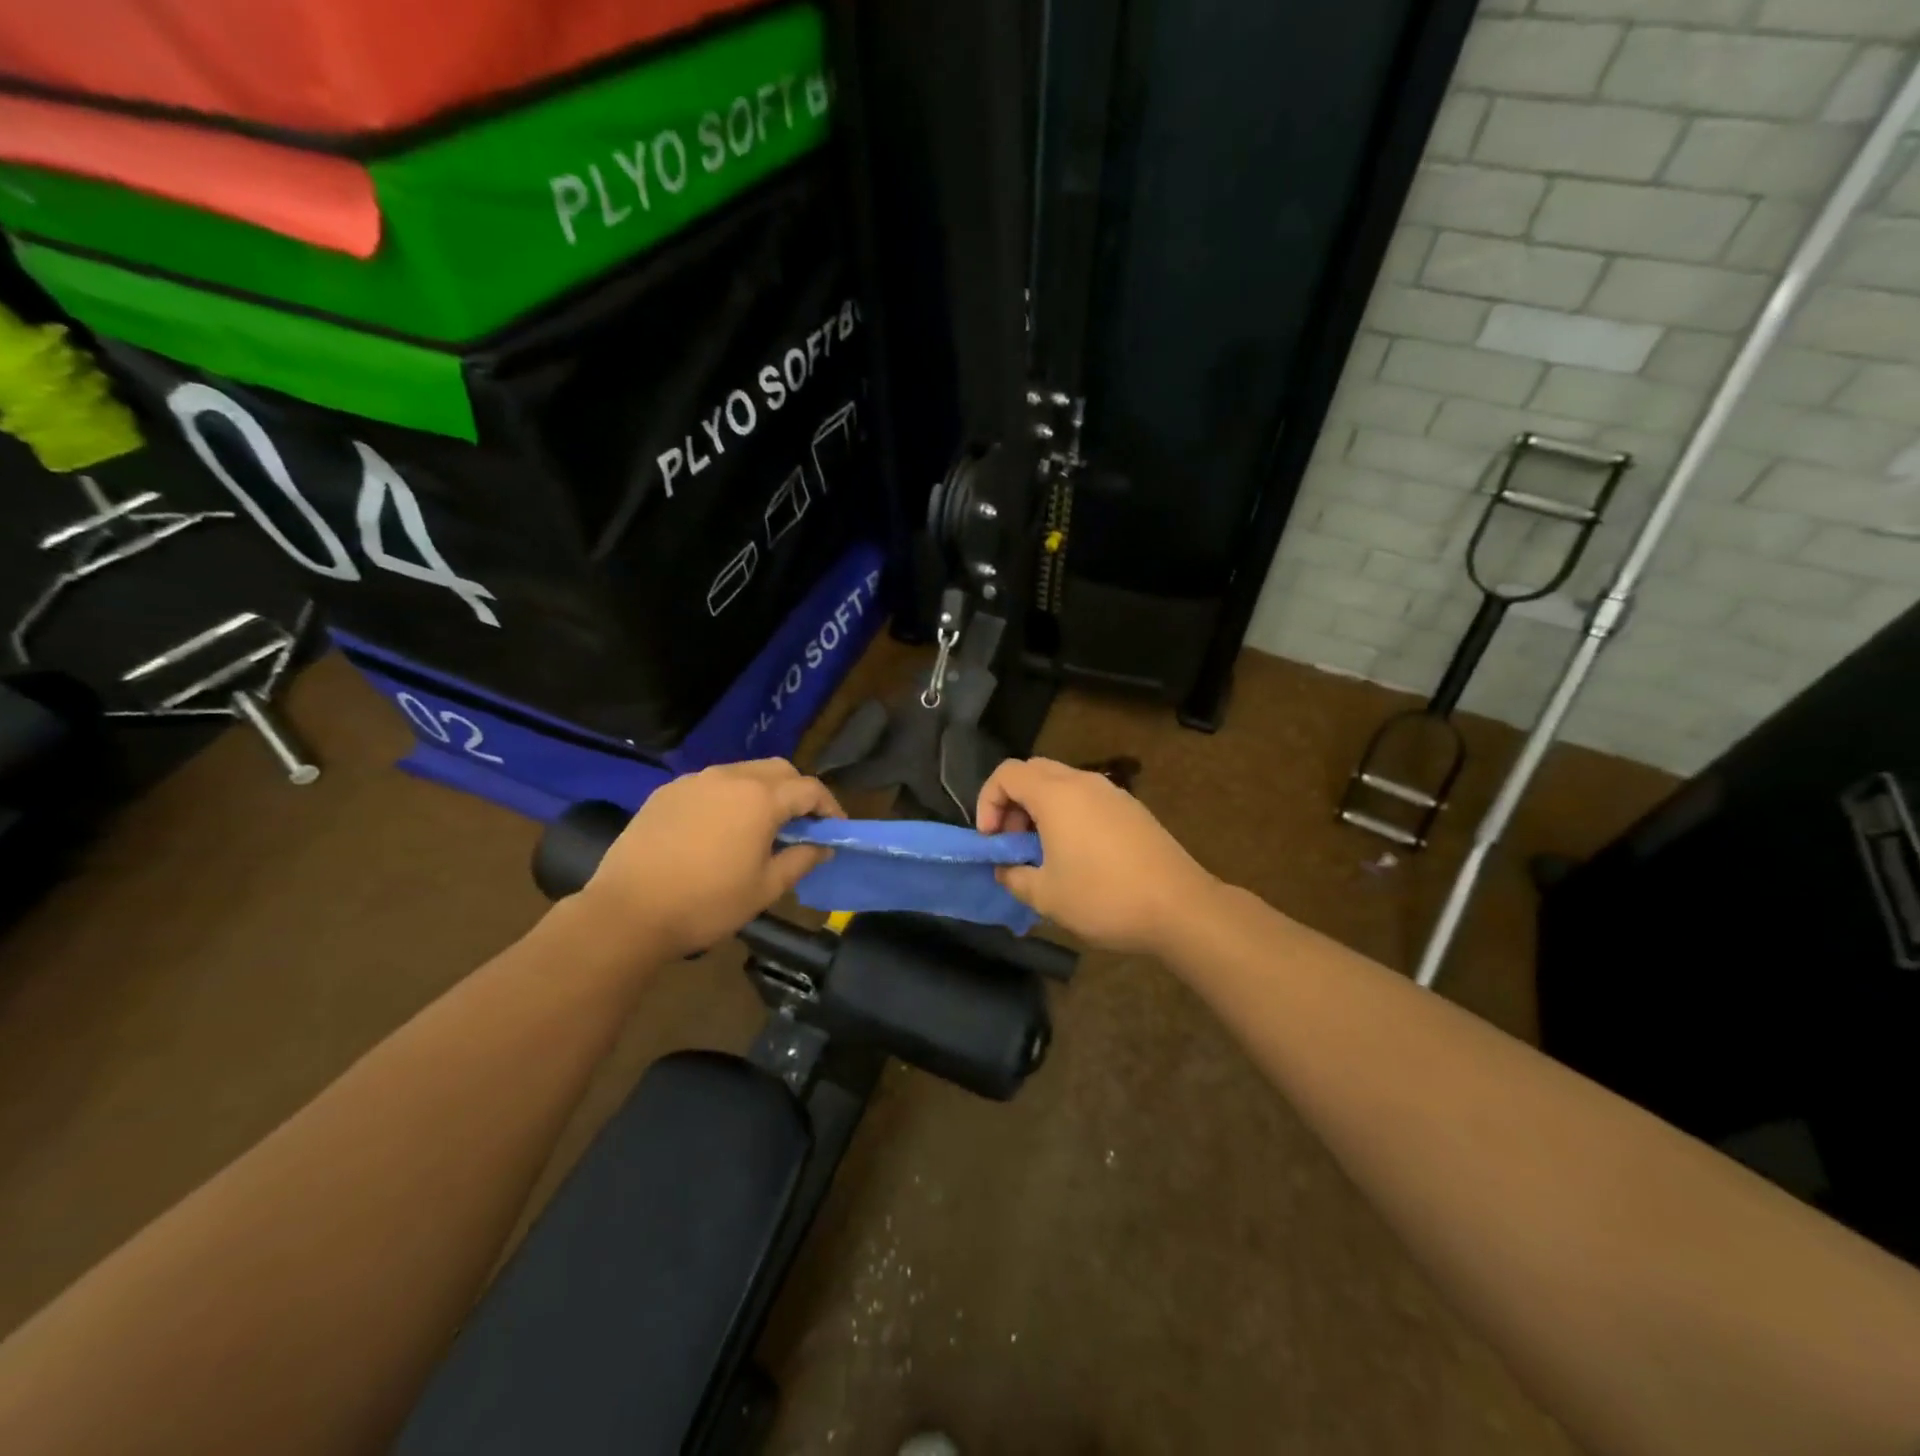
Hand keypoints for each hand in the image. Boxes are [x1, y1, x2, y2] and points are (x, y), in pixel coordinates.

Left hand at [580, 759, 843, 957]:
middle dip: (798, 791)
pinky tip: (720, 828)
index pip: (810, 789)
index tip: (835, 830)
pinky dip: (728, 797)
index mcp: (761, 799)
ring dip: (763, 791)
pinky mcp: (667, 792)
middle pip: (779, 770)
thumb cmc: (707, 903)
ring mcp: (695, 781)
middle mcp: (731, 777)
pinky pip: (711, 784)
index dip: (829, 807)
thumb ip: (801, 860)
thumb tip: (822, 846)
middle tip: (801, 824)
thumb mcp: (765, 889)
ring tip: (760, 826)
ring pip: (743, 772)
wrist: (627, 912)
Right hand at [976, 757, 1215, 955]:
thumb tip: (1005, 869)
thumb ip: (1014, 877)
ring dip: (1040, 809)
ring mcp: (1112, 793)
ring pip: (1061, 784)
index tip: (991, 840)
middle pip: (1033, 771)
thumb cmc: (1104, 897)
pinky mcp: (1131, 809)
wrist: (1180, 906)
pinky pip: (1086, 798)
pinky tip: (1076, 855)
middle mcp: (1083, 782)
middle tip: (1013, 842)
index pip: (1007, 774)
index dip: (987, 802)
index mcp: (1056, 794)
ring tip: (1042, 853)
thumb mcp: (1046, 896)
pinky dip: (1067, 815)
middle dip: (1012, 802)